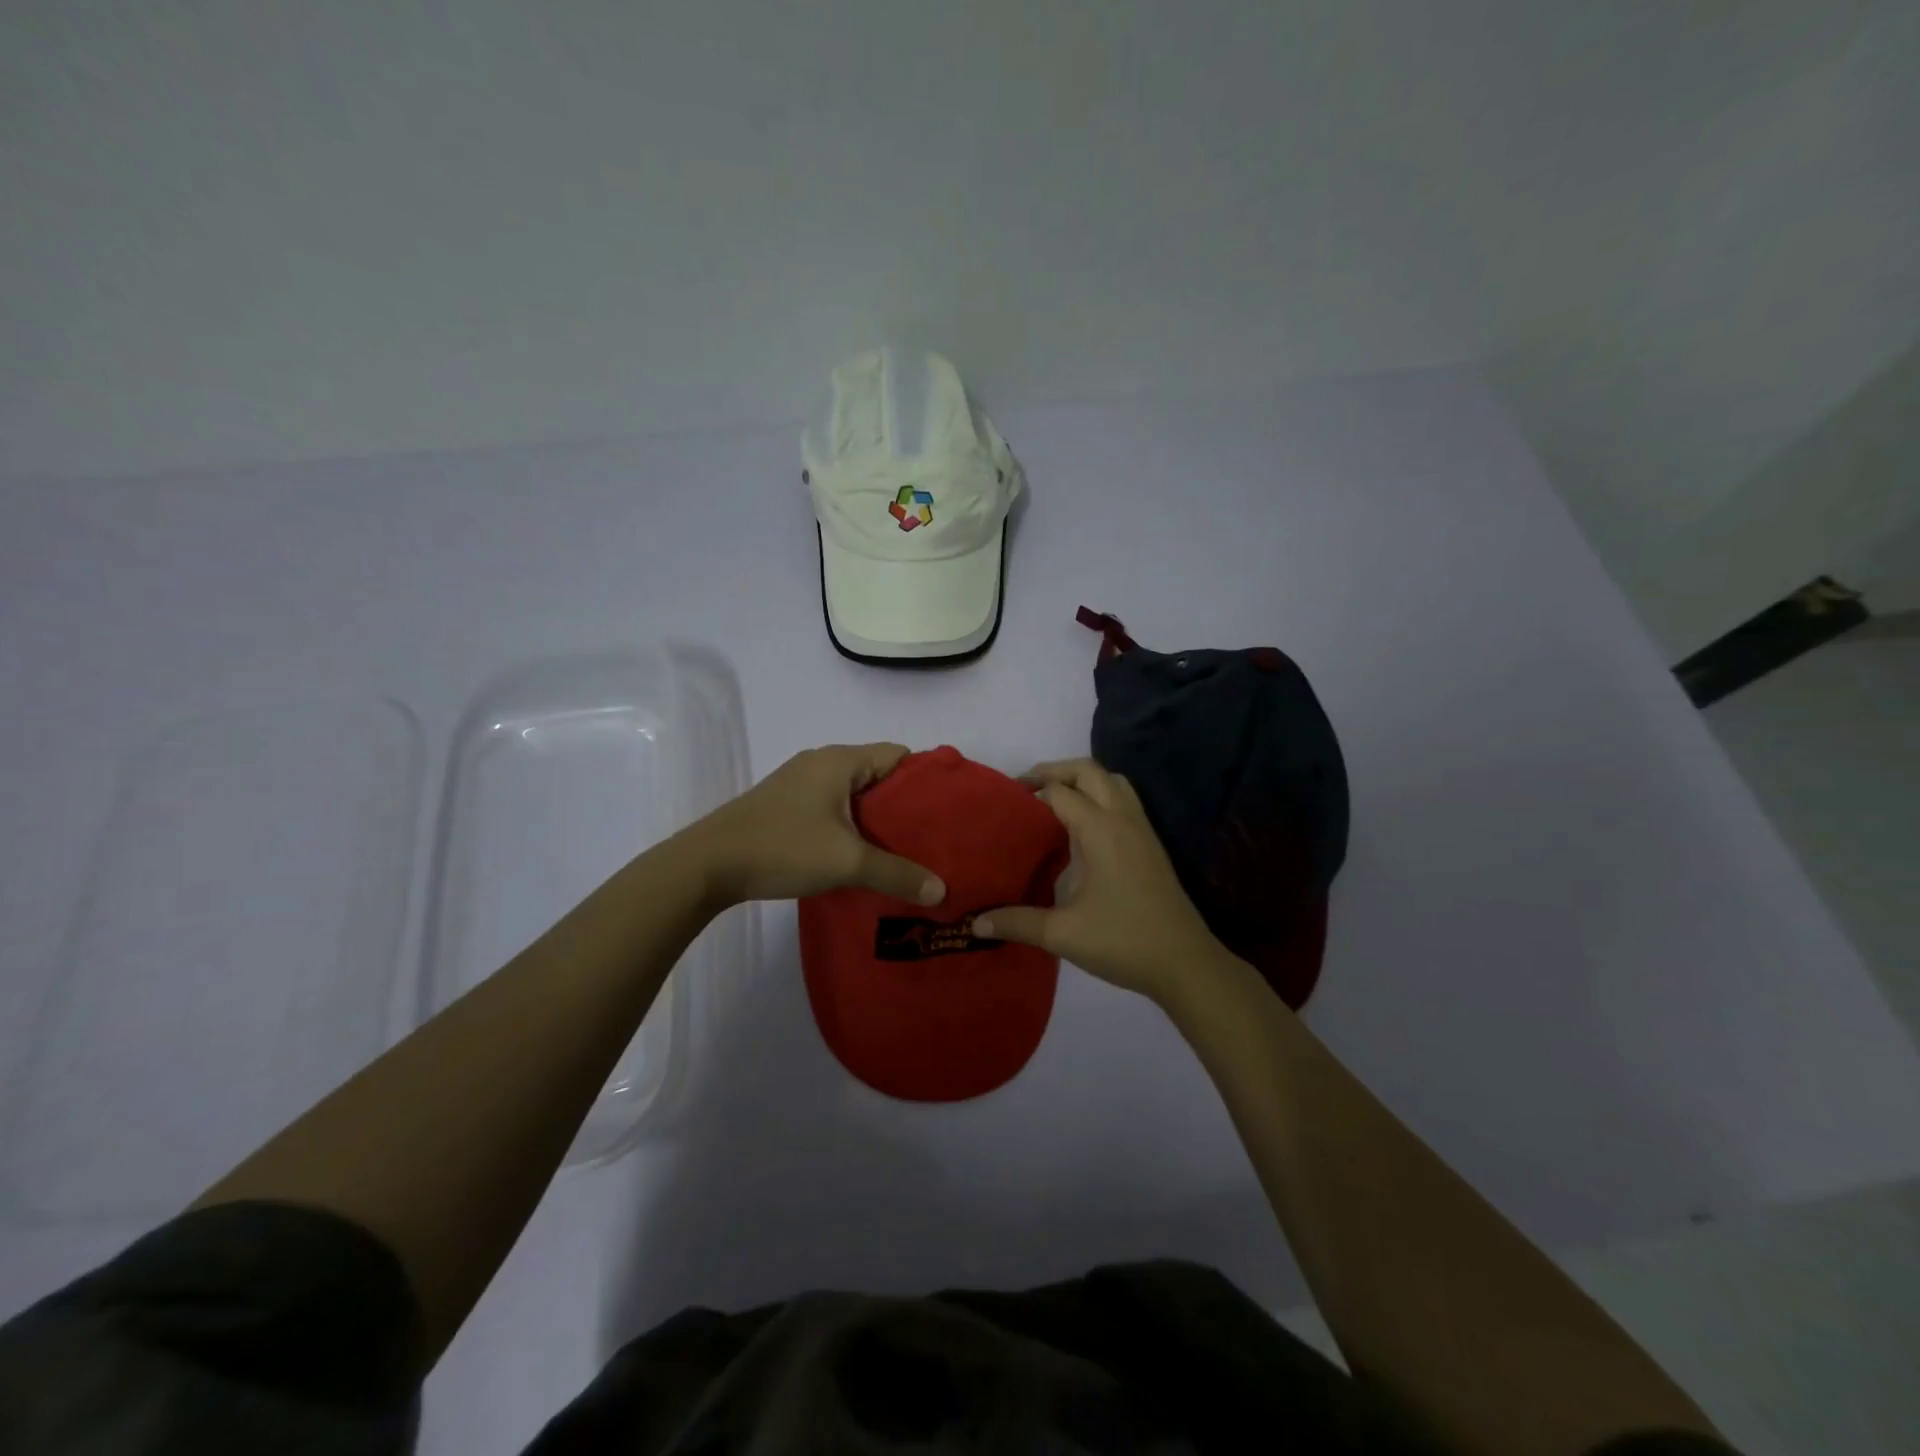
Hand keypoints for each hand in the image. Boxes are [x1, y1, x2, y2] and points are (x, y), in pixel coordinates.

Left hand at [684, 743, 945, 907]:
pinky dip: (852, 825)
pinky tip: (861, 856)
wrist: (707, 865)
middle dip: (904, 805)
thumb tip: (941, 891)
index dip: (925, 780)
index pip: (898, 755)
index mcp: (840, 760)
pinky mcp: (786, 805)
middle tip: (930, 838)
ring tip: (903, 851)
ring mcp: (800, 783)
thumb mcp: (847, 861)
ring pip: (855, 794)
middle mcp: (822, 762)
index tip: (946, 811)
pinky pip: (834, 807)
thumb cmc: (782, 848)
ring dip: (877, 818)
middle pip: (878, 774)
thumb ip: (897, 873)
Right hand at [974, 759, 1239, 1005]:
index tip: (1004, 802)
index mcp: (1100, 830)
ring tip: (1055, 800)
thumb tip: (975, 923)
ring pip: (1113, 782)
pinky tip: (1083, 829)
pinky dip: (1101, 797)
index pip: (1059, 791)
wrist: (1185, 963)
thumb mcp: (1062, 934)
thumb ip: (1017, 922)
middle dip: (1056, 771)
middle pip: (1089, 771)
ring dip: (1083, 780)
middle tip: (1026, 790)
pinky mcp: (1151, 845)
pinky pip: (1124, 801)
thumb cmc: (1123, 941)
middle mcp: (1123, 819)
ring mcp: (1142, 830)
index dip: (1030, 789)